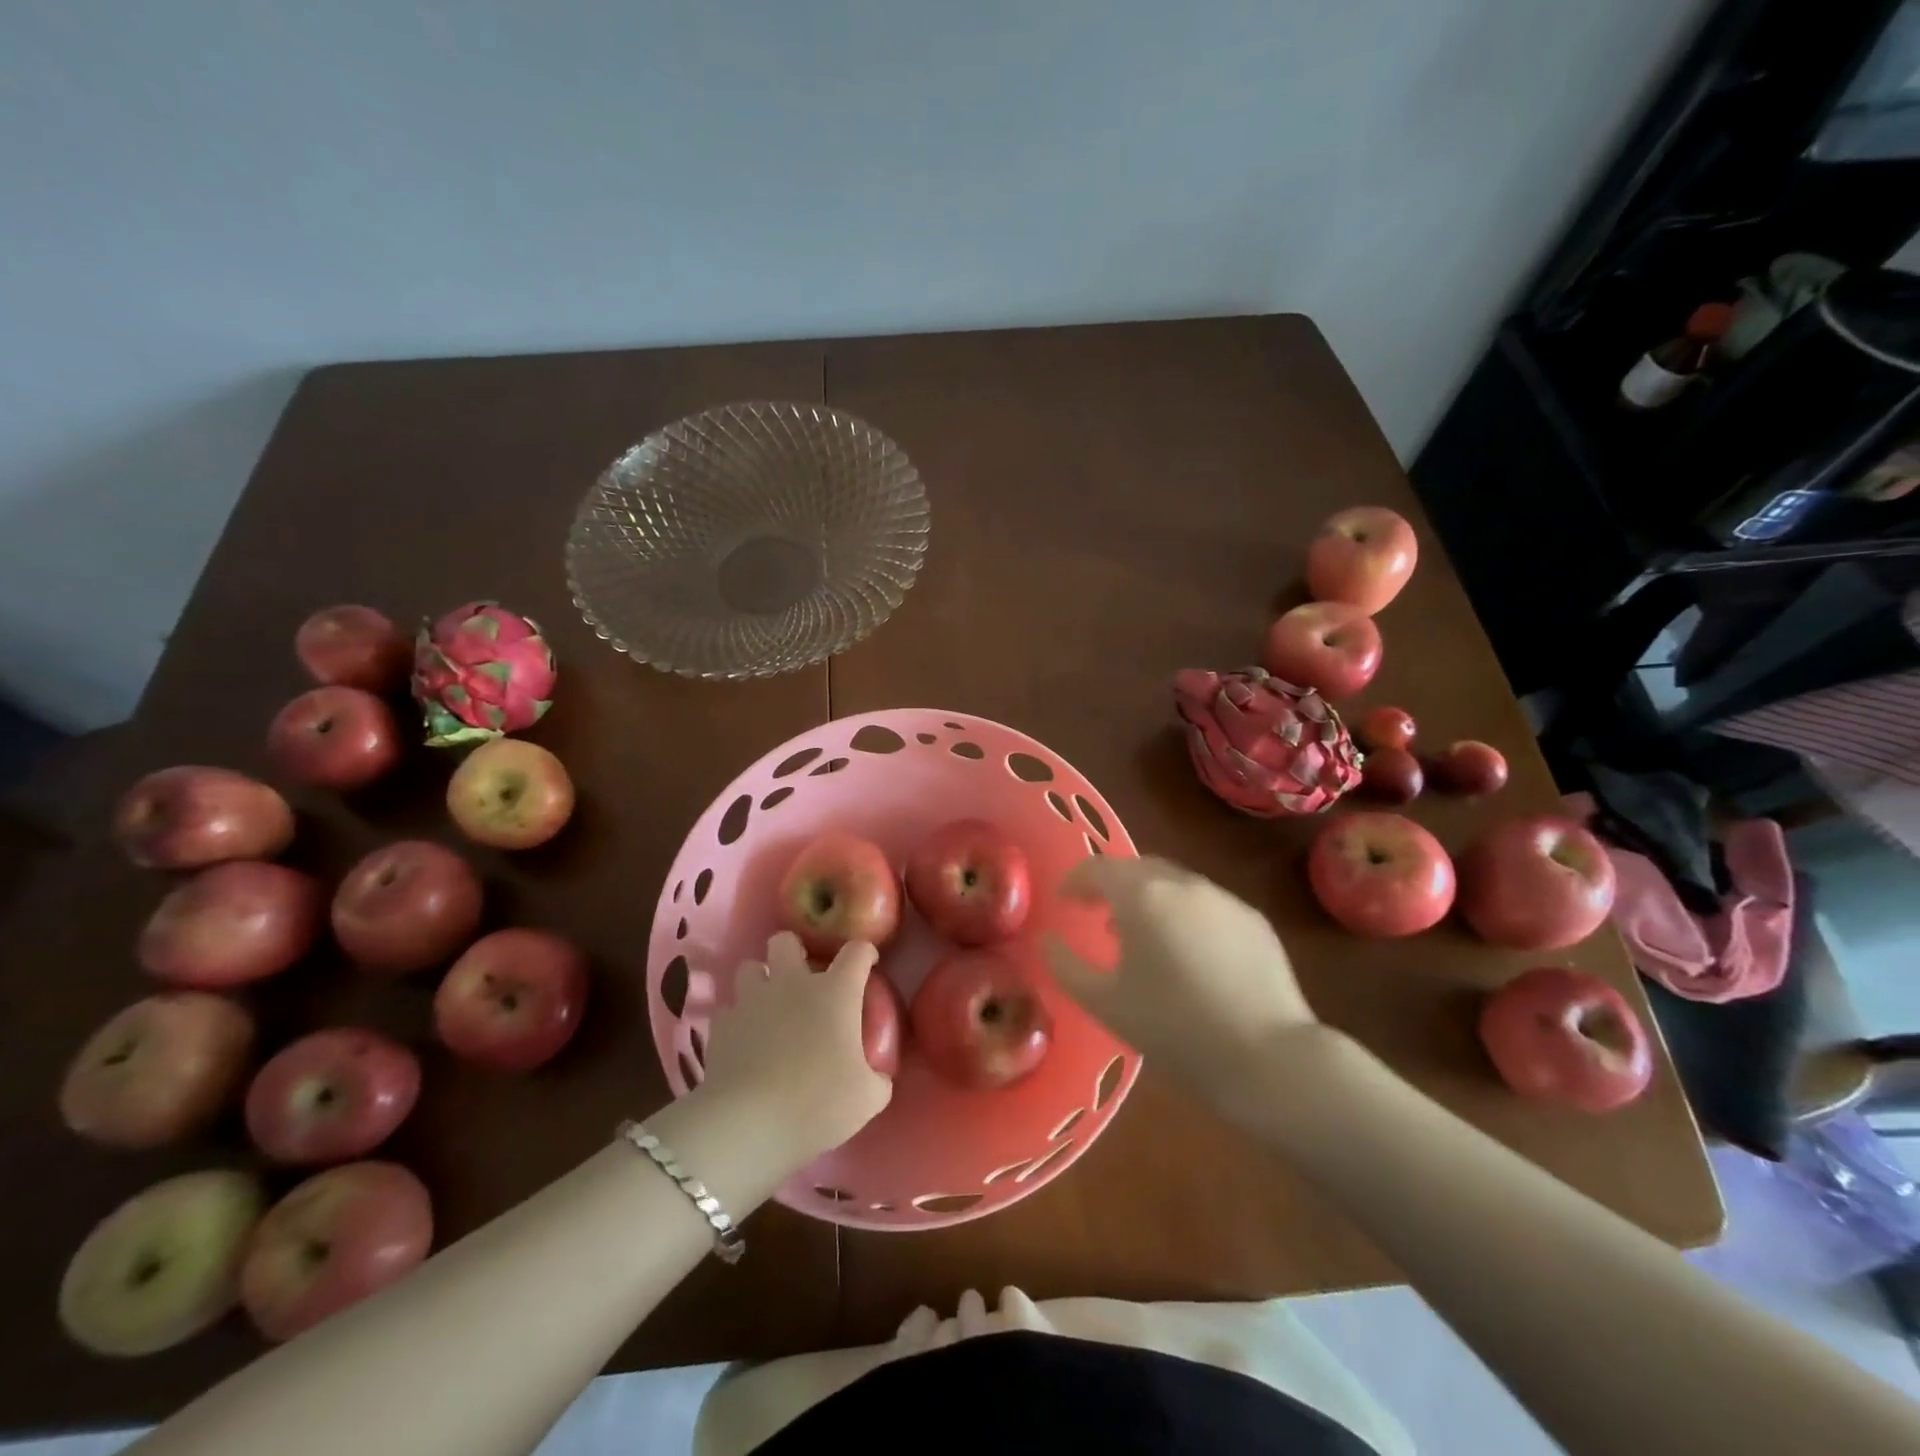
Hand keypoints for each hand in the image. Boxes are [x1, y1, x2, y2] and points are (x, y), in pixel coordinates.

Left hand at [698, 932, 891, 1159]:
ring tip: (768, 1004)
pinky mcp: (721, 1025)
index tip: (867, 963)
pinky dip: (737, 1018)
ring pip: (750, 967)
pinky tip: (743, 1038)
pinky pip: (728, 1008)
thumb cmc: (818, 1102)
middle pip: (787, 941)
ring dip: (760, 979)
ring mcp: (752, 1000)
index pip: (856, 952)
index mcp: (835, 992)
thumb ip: (878, 1079)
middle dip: (794, 951)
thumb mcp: (867, 1098)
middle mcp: (792, 983)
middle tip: (802, 977)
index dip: (864, 953)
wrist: (749, 1123)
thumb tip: (878, 1076)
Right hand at [1042, 856, 1317, 1117]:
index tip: (1065, 902)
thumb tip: (1046, 940)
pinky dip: (1185, 915)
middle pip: (1138, 868)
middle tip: (1099, 915)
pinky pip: (1206, 904)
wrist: (1268, 1057)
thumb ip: (1065, 966)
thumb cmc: (1174, 1029)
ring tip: (1143, 938)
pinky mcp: (1253, 919)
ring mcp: (1223, 898)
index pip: (1098, 867)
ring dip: (1150, 899)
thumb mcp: (1105, 1004)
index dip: (1076, 880)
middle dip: (1114, 886)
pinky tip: (1189, 954)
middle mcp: (1183, 884)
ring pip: (1175, 883)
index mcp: (1142, 896)